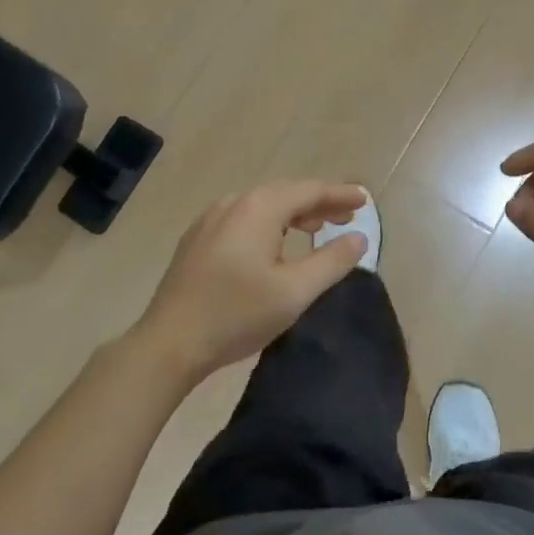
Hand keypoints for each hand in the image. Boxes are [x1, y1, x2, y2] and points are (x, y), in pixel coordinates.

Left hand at [134, 181, 368, 380]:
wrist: (168, 343)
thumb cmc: (236, 315)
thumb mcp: (294, 292)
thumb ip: (331, 261)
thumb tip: (358, 237)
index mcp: (259, 208)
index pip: (309, 190)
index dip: (340, 194)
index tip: (365, 199)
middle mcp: (234, 202)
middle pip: (286, 193)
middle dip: (319, 202)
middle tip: (347, 215)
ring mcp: (211, 219)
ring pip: (263, 205)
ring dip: (294, 212)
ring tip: (317, 227)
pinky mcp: (198, 239)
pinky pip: (244, 218)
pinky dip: (270, 222)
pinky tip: (275, 242)